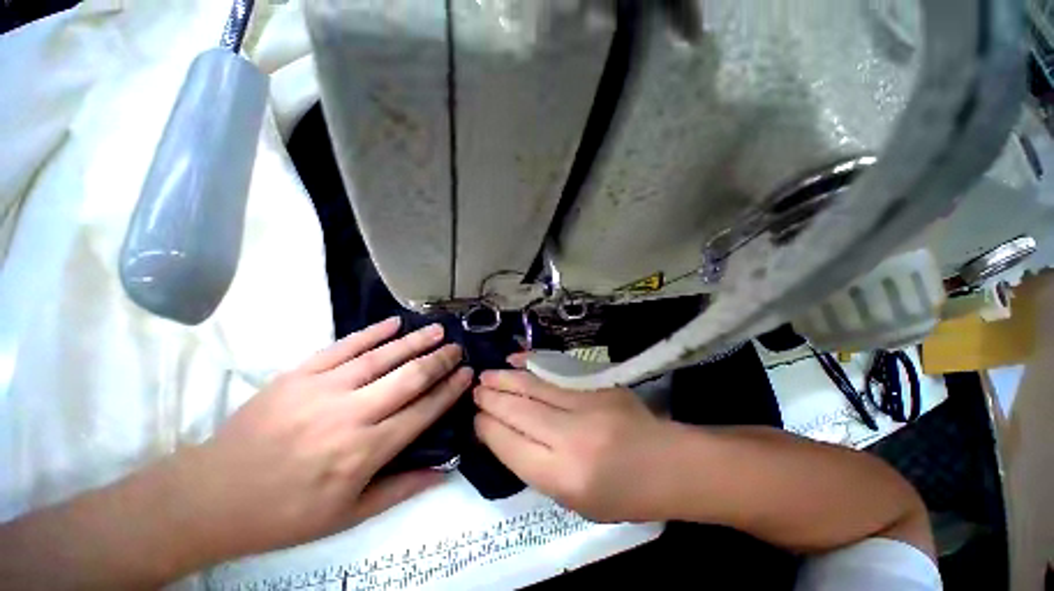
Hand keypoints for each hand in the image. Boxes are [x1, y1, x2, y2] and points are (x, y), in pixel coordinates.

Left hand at [174, 318, 472, 561]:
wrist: (211, 495)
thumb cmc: (285, 513)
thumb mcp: (348, 515)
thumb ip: (401, 488)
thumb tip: (445, 471)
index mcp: (364, 452)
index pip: (422, 411)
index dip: (449, 390)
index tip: (467, 374)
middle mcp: (350, 415)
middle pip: (409, 378)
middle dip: (439, 360)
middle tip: (458, 348)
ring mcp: (322, 390)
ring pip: (382, 357)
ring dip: (415, 341)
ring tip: (438, 329)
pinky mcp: (299, 375)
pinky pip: (344, 346)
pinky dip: (372, 332)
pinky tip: (394, 323)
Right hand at [473, 356, 677, 522]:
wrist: (667, 463)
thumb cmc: (621, 494)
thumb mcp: (572, 500)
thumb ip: (535, 467)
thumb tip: (502, 435)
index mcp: (563, 477)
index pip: (511, 446)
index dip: (488, 428)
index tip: (476, 418)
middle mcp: (571, 437)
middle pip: (519, 411)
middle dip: (491, 399)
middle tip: (475, 390)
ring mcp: (586, 403)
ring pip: (534, 386)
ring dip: (506, 379)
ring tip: (486, 374)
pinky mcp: (597, 383)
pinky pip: (555, 371)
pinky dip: (531, 365)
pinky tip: (515, 360)